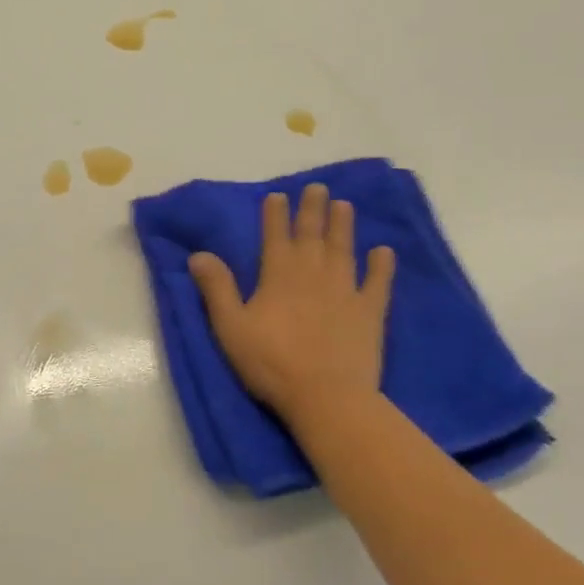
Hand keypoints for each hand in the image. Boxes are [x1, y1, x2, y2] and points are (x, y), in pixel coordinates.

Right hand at [188, 184, 394, 427]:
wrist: (326, 397)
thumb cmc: (271, 363)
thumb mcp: (231, 327)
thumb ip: (216, 288)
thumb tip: (199, 254)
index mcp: (278, 275)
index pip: (275, 236)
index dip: (275, 214)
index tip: (278, 195)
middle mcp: (313, 273)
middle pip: (312, 235)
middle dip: (312, 210)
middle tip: (317, 187)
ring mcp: (345, 290)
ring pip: (343, 249)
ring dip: (343, 226)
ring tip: (345, 205)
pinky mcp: (369, 312)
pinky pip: (378, 283)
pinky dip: (382, 266)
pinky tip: (384, 251)